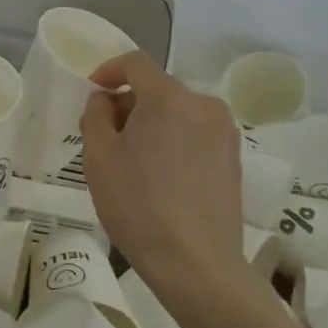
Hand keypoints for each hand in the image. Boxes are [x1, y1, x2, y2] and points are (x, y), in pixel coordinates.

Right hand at [80, 52, 247, 295]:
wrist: (197, 265)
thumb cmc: (139, 205)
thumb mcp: (99, 157)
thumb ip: (96, 116)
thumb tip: (105, 99)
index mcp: (169, 97)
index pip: (135, 63)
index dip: (109, 70)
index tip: (93, 92)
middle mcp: (203, 104)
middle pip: (158, 88)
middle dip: (129, 104)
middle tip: (106, 136)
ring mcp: (224, 132)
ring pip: (178, 112)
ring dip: (152, 124)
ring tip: (133, 162)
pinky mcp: (234, 159)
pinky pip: (195, 134)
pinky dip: (174, 141)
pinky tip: (161, 178)